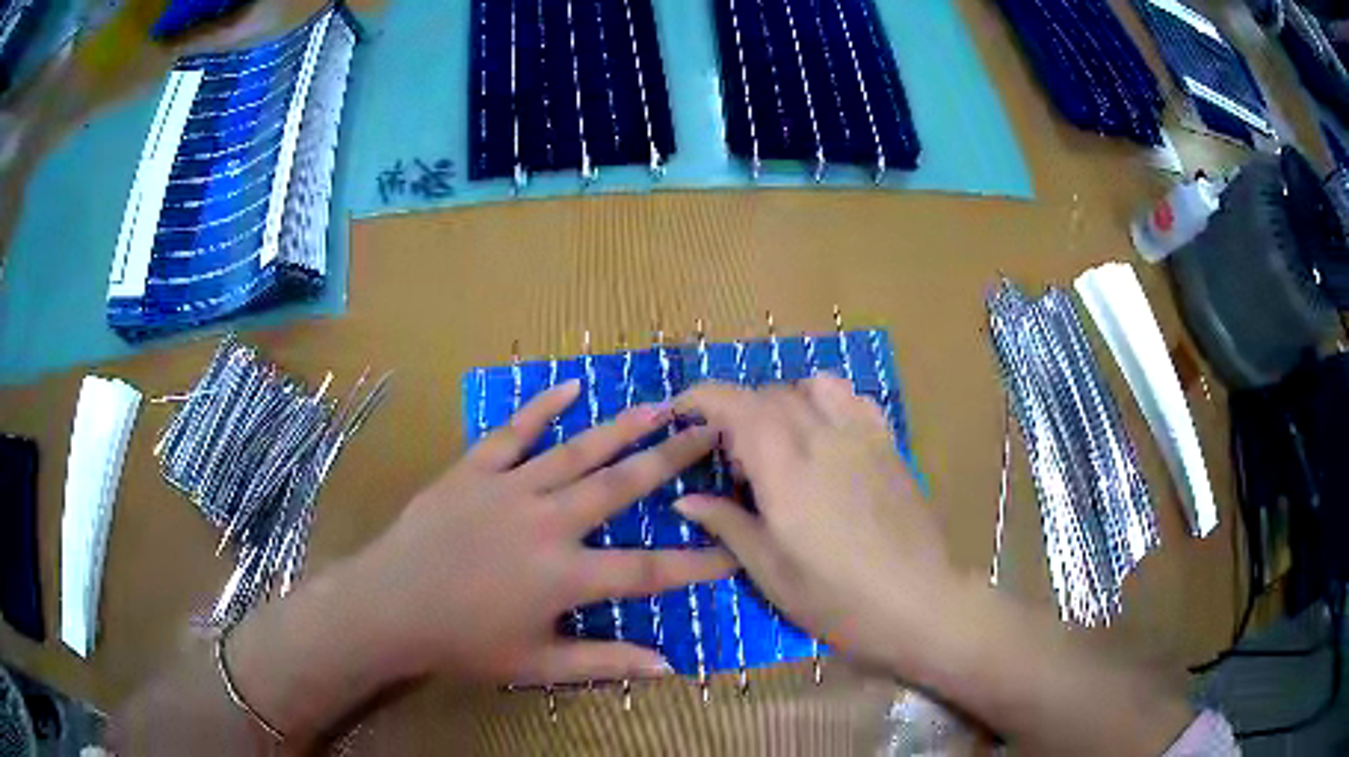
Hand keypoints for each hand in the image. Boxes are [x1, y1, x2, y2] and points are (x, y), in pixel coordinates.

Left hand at [348, 380, 734, 685]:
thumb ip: (604, 661)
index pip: (648, 571)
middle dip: (670, 459)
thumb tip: (667, 665)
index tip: (735, 550)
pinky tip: (572, 386)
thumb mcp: (538, 664)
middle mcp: (548, 523)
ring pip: (577, 451)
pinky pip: (513, 432)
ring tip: (660, 404)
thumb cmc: (463, 643)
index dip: (697, 563)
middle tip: (707, 430)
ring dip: (622, 427)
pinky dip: (542, 408)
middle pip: (621, 486)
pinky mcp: (474, 470)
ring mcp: (510, 489)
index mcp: (566, 576)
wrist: (390, 606)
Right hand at [673, 377, 955, 673]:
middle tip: (734, 462)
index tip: (681, 411)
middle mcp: (822, 437)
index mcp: (785, 470)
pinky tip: (827, 438)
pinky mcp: (888, 445)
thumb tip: (684, 499)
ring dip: (785, 401)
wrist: (918, 603)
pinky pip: (853, 398)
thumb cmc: (836, 599)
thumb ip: (727, 525)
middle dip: (739, 412)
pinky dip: (828, 402)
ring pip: (813, 386)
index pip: (736, 404)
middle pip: (770, 394)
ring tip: (781, 442)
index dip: (702, 397)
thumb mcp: (770, 572)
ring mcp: (862, 436)